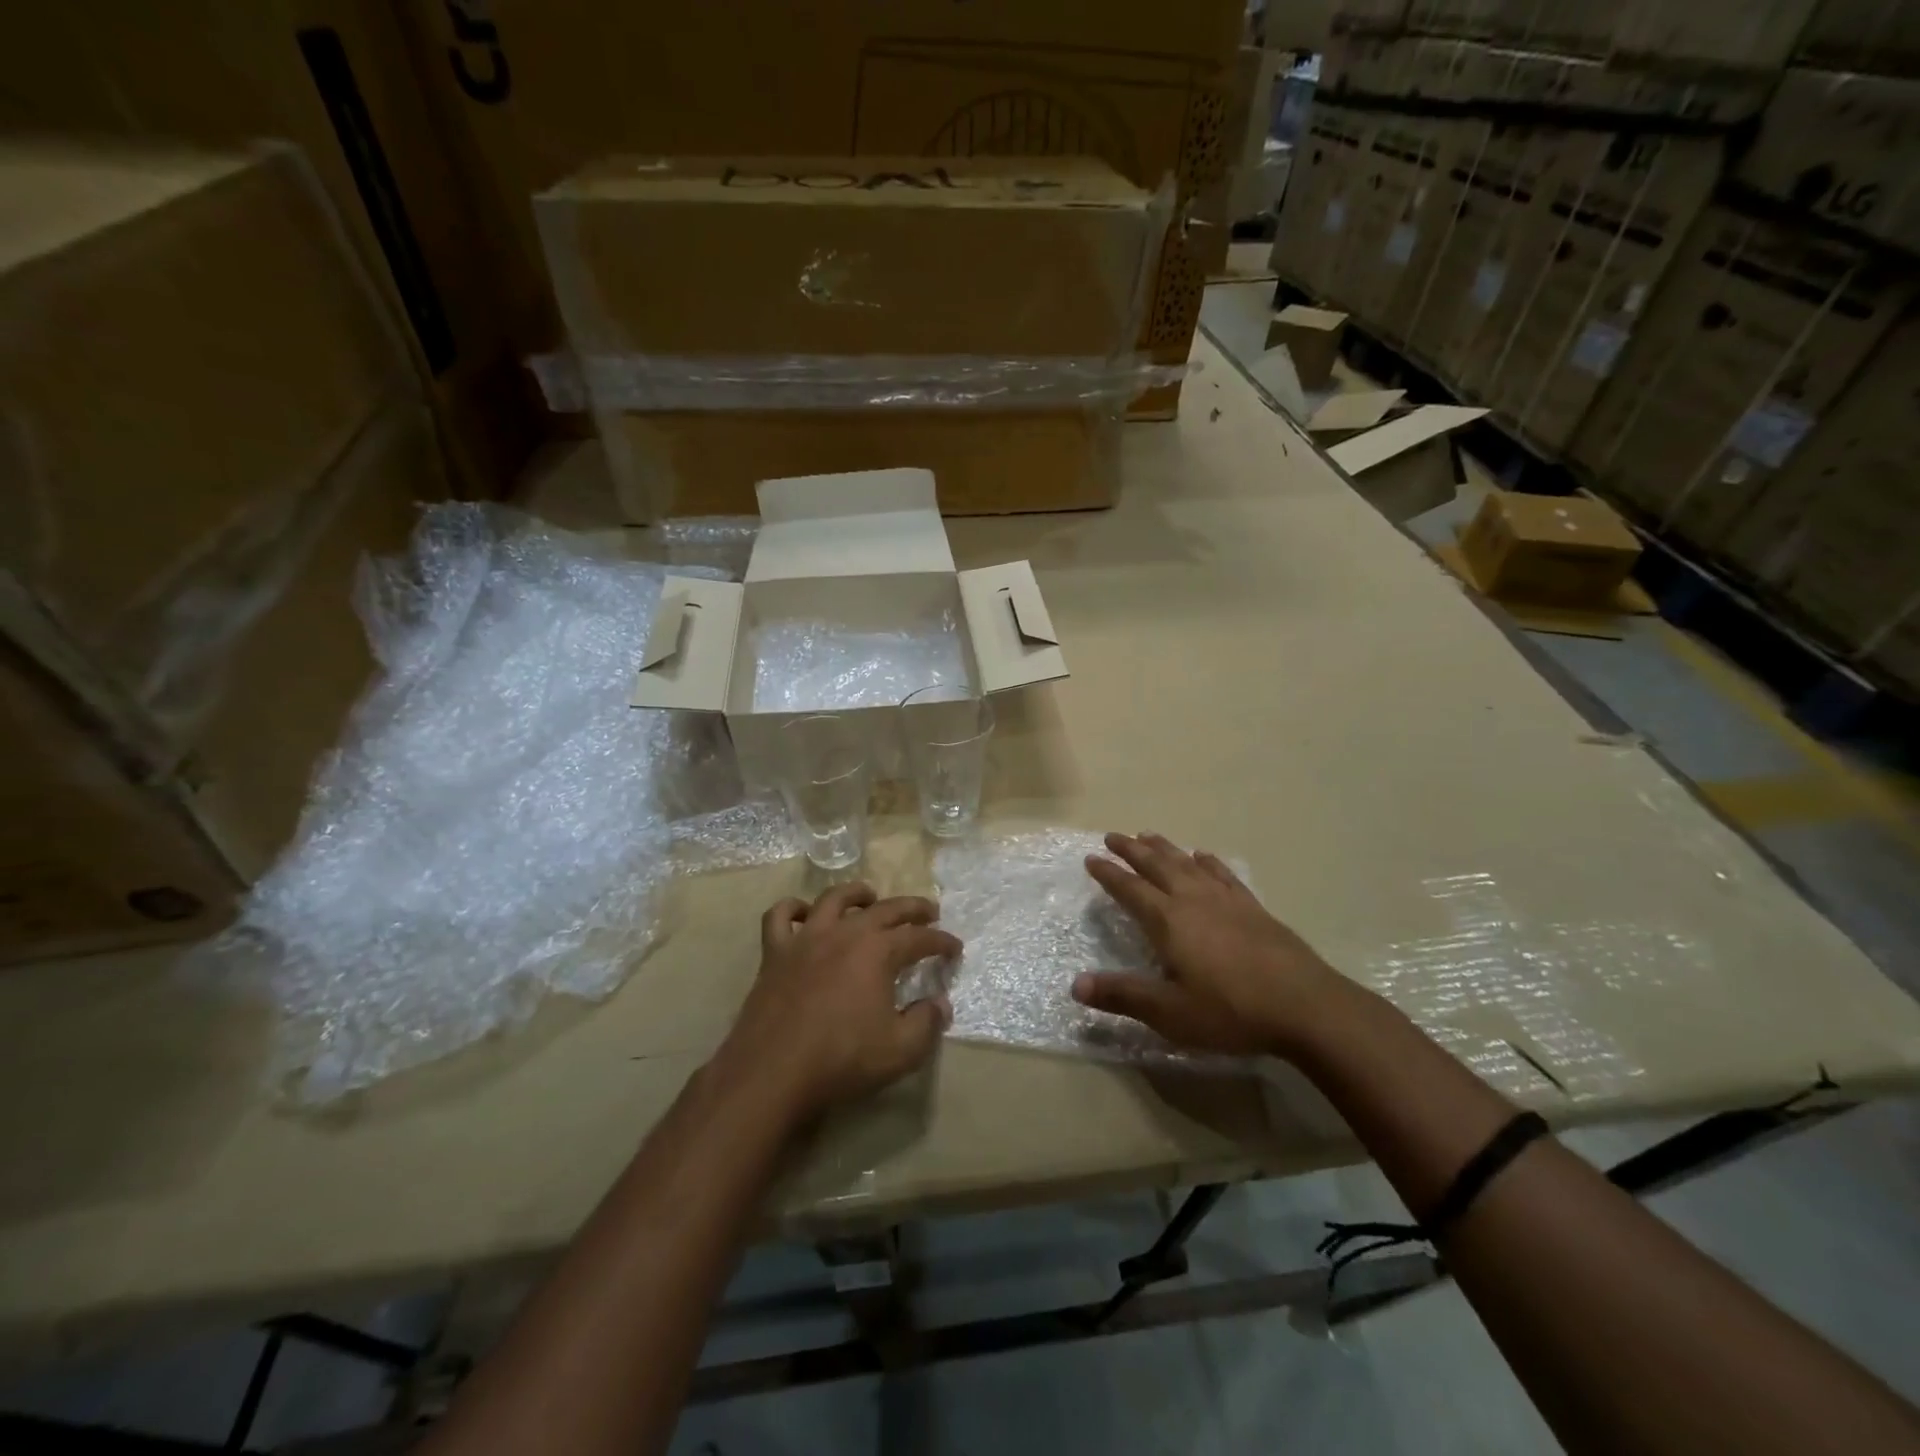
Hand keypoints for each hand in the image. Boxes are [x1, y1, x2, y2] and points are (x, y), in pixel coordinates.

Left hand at [718, 882, 959, 1125]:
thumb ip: (927, 1022)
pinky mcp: (775, 953)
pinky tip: (803, 914)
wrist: (774, 1072)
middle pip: (885, 909)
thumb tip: (940, 1003)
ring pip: (834, 899)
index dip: (941, 942)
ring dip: (857, 894)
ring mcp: (806, 938)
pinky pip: (780, 917)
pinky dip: (792, 909)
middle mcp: (845, 933)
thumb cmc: (842, 1060)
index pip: (919, 938)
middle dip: (912, 909)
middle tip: (929, 913)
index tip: (955, 949)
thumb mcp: (901, 1050)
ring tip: (869, 898)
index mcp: (878, 951)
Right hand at [1072, 832, 1359, 1057]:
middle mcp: (1193, 900)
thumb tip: (1075, 985)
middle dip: (1132, 850)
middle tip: (1113, 836)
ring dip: (1165, 848)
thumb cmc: (1230, 1011)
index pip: (1130, 889)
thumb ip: (1122, 996)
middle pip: (1156, 866)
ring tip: (1149, 836)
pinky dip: (1208, 862)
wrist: (1306, 1006)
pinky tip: (1203, 856)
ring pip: (1187, 864)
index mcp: (1168, 921)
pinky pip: (1223, 874)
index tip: (1091, 858)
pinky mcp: (1253, 908)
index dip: (1108, 873)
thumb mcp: (1169, 1012)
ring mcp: (1226, 900)